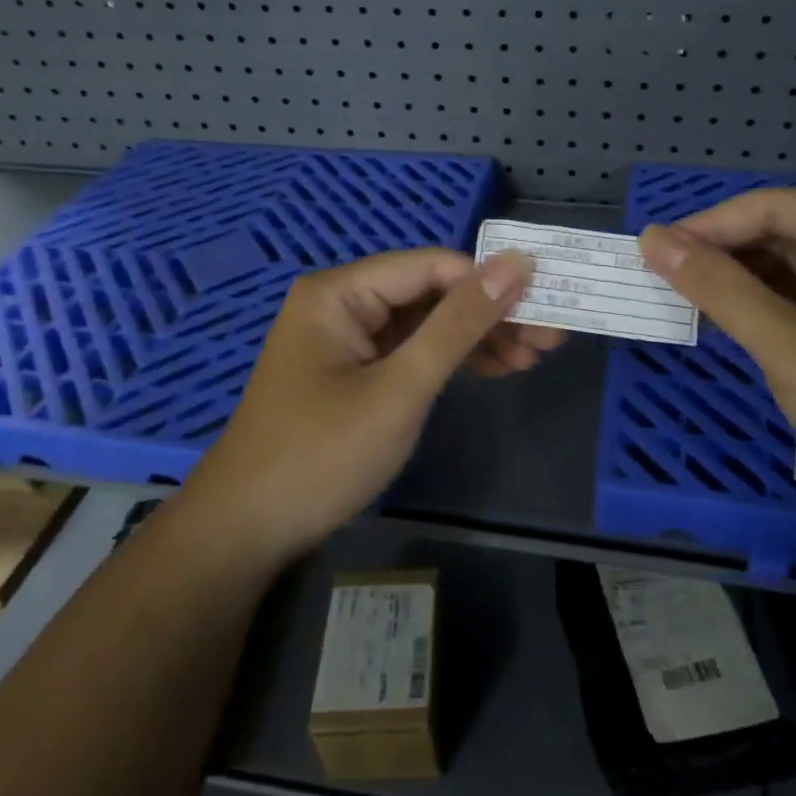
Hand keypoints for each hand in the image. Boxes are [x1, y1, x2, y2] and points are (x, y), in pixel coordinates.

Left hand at [189, 248, 558, 562]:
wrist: (246, 531)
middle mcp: (342, 303)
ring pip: (426, 323)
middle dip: (490, 314)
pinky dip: (450, 361)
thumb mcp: (400, 388)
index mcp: (341, 292)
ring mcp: (347, 339)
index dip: (491, 281)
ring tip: (533, 357)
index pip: (432, 266)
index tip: (546, 307)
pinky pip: (411, 351)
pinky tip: (494, 370)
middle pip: (431, 293)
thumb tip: (516, 263)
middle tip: (549, 340)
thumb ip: (459, 324)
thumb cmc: (320, 455)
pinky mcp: (354, 371)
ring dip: (477, 338)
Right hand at [639, 190, 795, 535]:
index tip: (648, 253)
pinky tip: (733, 323)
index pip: (771, 206)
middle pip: (784, 231)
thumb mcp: (792, 348)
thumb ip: (718, 289)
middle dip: (724, 257)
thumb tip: (653, 240)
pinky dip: (772, 308)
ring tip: (686, 303)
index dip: (705, 228)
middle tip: (661, 283)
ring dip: (743, 284)